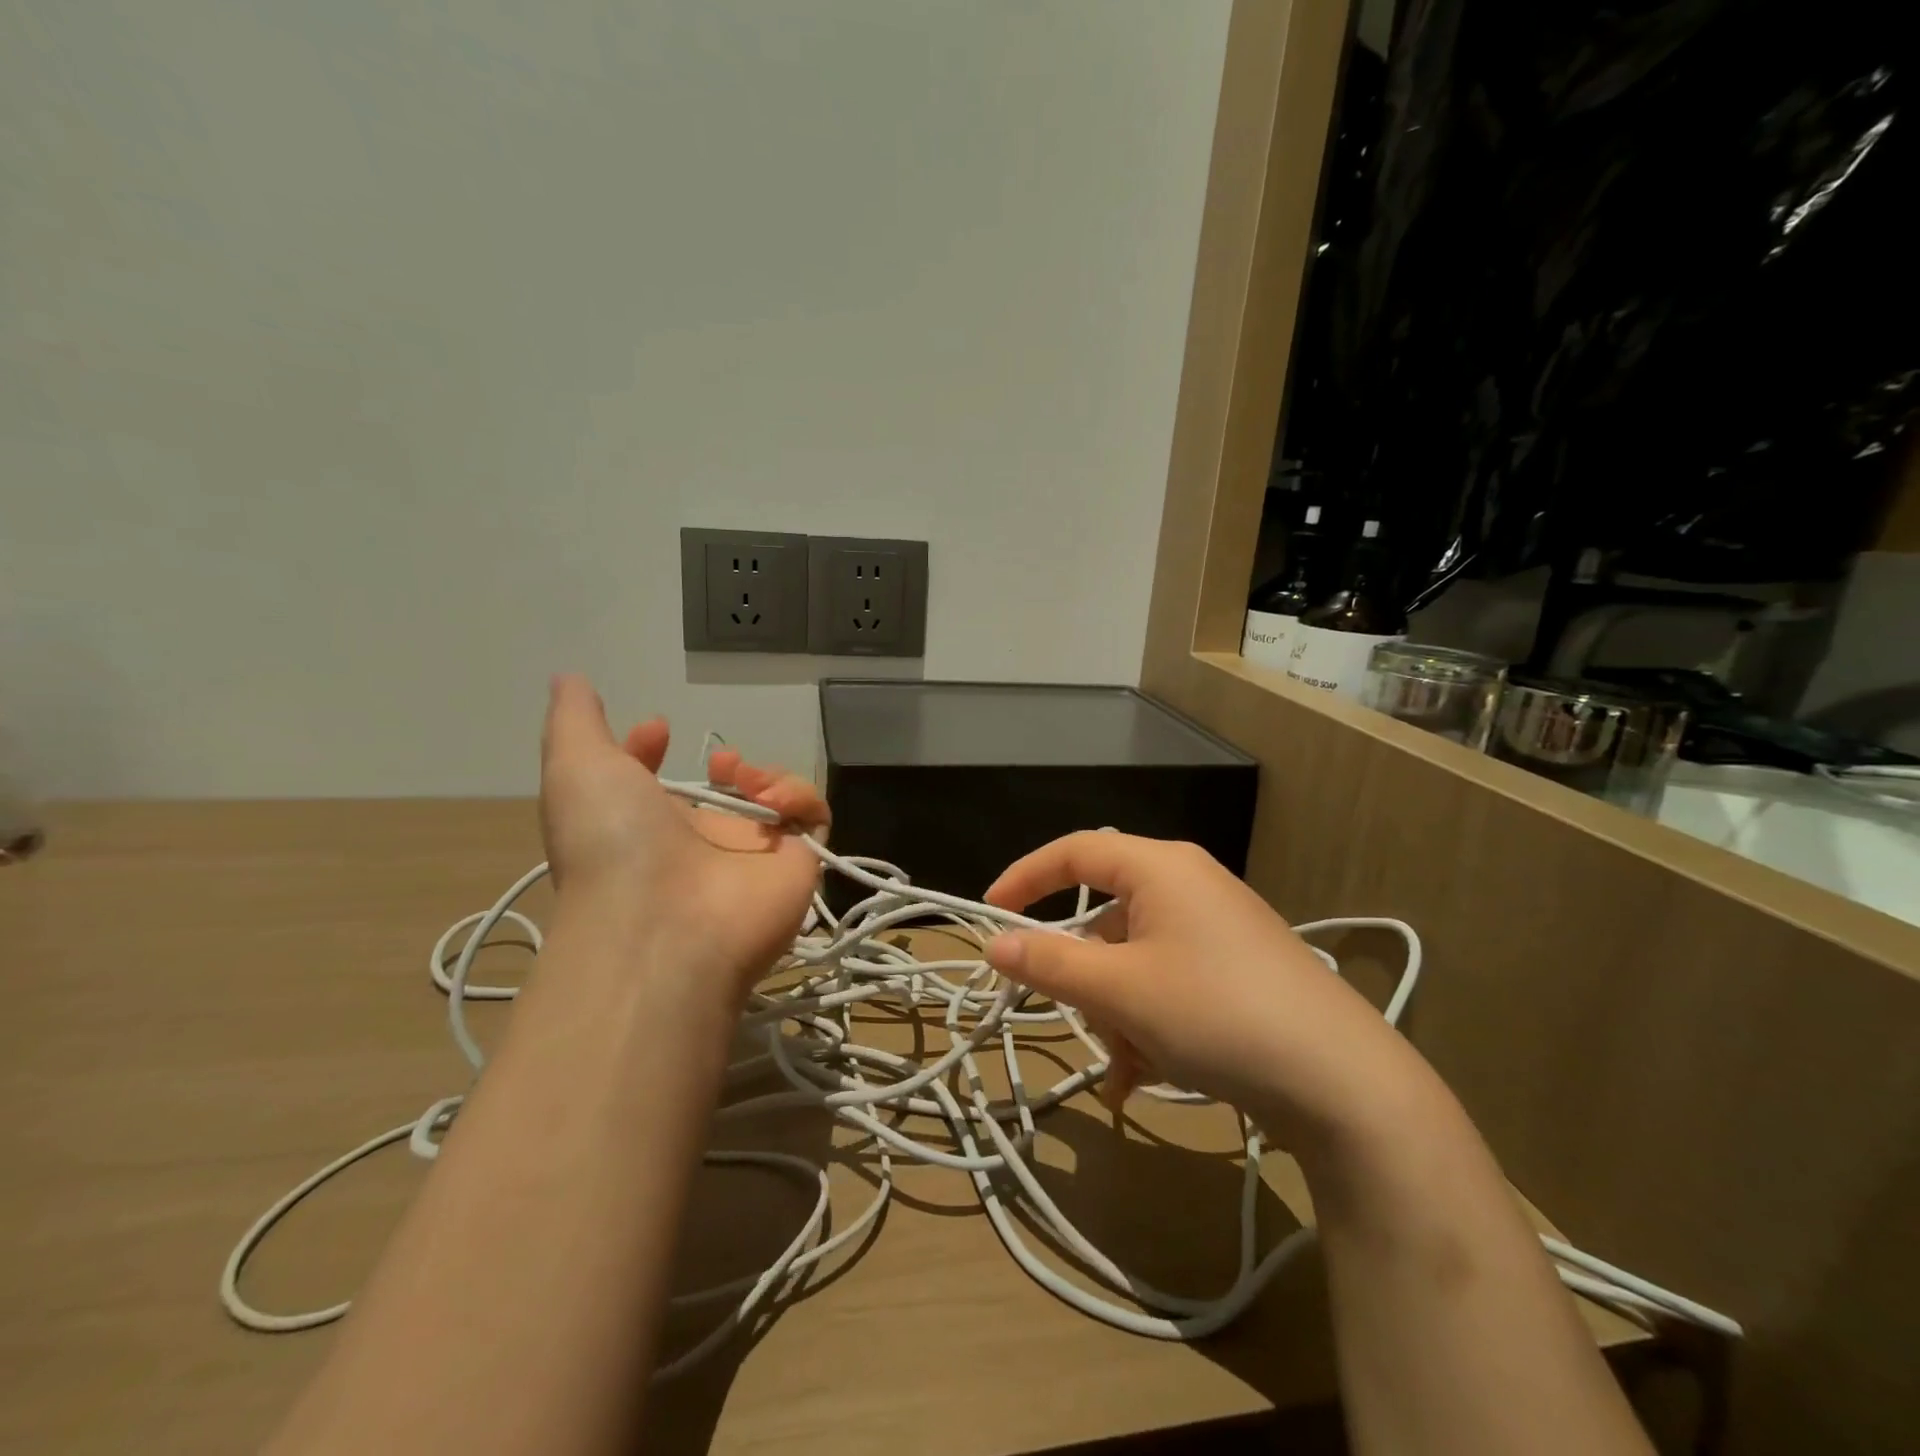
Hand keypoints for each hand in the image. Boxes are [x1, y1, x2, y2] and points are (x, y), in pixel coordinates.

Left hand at [538, 675, 828, 999]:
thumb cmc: (613, 841)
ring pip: (778, 802)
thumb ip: (575, 719)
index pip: (657, 788)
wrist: (662, 923)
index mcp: (647, 827)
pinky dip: (801, 797)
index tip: (656, 727)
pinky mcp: (798, 865)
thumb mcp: (576, 767)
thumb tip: (568, 677)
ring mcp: (753, 857)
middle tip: (722, 763)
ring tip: (746, 779)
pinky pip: (813, 819)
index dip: (653, 754)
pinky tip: (775, 801)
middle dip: (730, 766)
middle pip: (726, 794)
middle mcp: (702, 844)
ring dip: (768, 776)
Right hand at [983, 833, 1423, 1157]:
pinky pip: (1169, 979)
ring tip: (1132, 1066)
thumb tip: (996, 943)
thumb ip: (1049, 964)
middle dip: (1087, 978)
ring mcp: (1218, 926)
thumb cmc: (1215, 1013)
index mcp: (1160, 867)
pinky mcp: (1238, 966)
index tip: (990, 915)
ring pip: (1135, 959)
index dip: (1025, 878)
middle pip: (1106, 918)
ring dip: (1118, 1011)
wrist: (1343, 1082)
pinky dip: (1148, 1019)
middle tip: (1085, 1022)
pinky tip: (1148, 1074)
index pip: (1074, 852)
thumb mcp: (1120, 990)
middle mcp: (1189, 883)